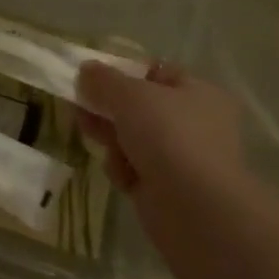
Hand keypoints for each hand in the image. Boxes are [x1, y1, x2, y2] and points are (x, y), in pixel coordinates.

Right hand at [76, 62, 257, 217]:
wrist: (195, 209)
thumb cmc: (169, 137)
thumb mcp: (131, 96)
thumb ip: (104, 80)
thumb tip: (86, 69)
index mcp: (198, 93)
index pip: (157, 73)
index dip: (125, 73)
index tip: (94, 78)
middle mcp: (194, 123)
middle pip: (139, 107)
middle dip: (108, 108)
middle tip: (80, 108)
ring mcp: (181, 157)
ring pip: (132, 138)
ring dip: (111, 138)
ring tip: (92, 137)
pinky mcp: (166, 187)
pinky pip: (134, 168)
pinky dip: (123, 169)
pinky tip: (122, 176)